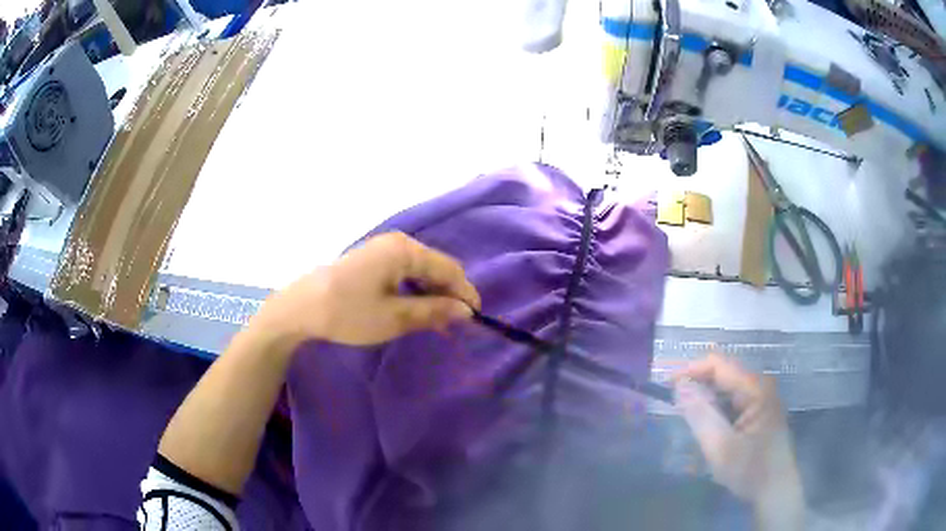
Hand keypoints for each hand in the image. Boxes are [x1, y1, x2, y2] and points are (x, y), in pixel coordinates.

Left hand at [253, 232, 480, 347]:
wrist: (301, 309)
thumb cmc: (348, 312)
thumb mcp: (395, 317)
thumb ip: (434, 312)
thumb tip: (466, 311)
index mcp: (404, 250)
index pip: (449, 268)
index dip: (465, 293)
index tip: (476, 318)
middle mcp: (396, 242)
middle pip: (435, 267)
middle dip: (449, 294)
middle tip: (456, 325)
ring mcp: (382, 249)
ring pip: (420, 270)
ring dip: (432, 294)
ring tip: (438, 322)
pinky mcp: (371, 260)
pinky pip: (404, 272)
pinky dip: (414, 291)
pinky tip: (415, 309)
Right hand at [674, 354, 803, 524]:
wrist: (776, 491)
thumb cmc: (751, 471)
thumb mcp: (721, 448)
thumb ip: (701, 416)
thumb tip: (679, 387)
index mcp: (755, 388)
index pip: (718, 364)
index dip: (690, 370)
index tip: (666, 387)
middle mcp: (760, 385)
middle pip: (722, 374)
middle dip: (696, 386)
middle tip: (673, 407)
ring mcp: (761, 398)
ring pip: (726, 388)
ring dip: (705, 399)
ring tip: (686, 418)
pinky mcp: (759, 411)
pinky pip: (732, 401)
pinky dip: (715, 409)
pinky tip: (706, 427)